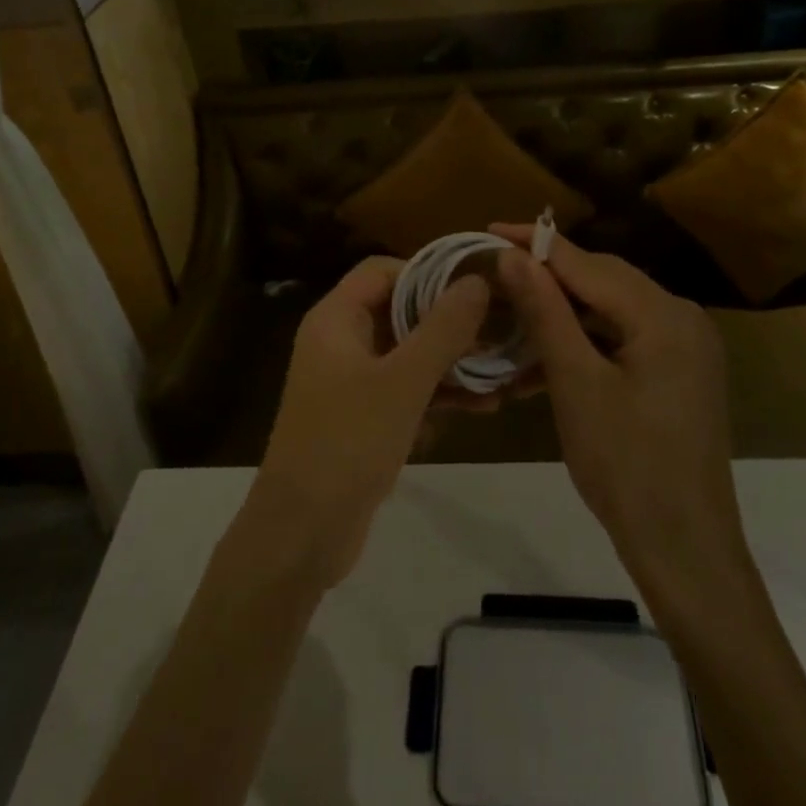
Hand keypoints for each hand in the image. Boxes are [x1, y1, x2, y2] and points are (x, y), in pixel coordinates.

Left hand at [245, 257, 490, 588]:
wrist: (301, 535)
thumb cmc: (348, 444)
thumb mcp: (403, 382)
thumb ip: (442, 329)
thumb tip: (477, 280)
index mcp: (335, 320)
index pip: (382, 270)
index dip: (428, 272)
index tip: (476, 286)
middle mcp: (340, 342)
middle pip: (399, 311)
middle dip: (450, 321)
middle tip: (502, 328)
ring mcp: (351, 382)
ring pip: (408, 354)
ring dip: (452, 361)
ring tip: (504, 370)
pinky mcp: (364, 418)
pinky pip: (406, 391)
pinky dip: (439, 394)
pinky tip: (484, 406)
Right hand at [492, 227, 744, 577]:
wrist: (685, 549)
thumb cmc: (626, 466)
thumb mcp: (576, 384)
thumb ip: (545, 312)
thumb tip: (512, 256)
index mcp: (663, 315)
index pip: (588, 264)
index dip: (535, 246)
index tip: (488, 230)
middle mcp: (682, 319)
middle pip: (603, 282)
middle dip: (547, 278)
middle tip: (494, 274)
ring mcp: (684, 348)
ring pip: (610, 313)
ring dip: (561, 317)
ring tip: (508, 319)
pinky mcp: (678, 374)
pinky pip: (623, 342)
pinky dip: (583, 347)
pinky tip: (540, 364)